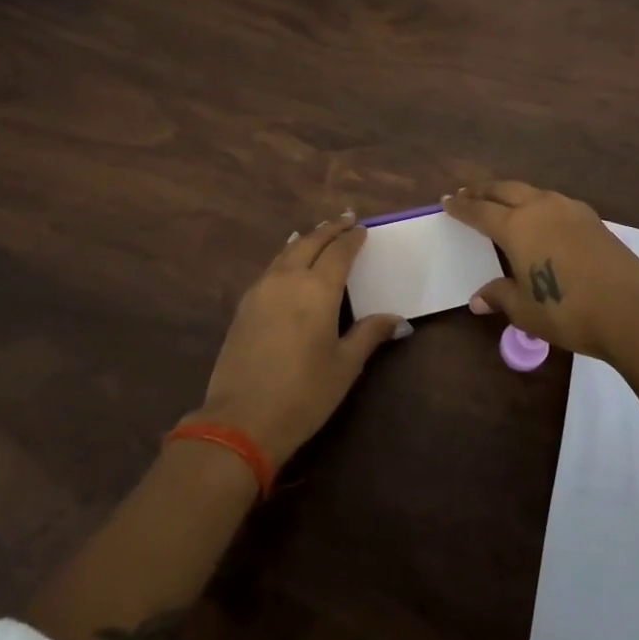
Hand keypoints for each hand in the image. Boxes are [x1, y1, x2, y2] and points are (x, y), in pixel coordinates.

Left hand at [194, 217, 403, 469]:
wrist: (240, 420)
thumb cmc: (303, 394)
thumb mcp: (344, 366)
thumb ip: (369, 334)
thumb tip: (398, 320)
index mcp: (317, 289)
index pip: (339, 252)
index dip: (352, 238)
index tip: (363, 229)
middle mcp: (287, 279)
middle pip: (310, 242)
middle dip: (329, 229)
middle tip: (345, 219)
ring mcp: (261, 289)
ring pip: (286, 251)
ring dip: (306, 239)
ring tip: (318, 232)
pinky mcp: (244, 305)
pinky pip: (270, 267)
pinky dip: (285, 256)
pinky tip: (288, 261)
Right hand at [443, 181, 638, 360]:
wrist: (631, 311)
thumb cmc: (567, 311)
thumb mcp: (524, 309)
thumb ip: (500, 296)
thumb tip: (477, 300)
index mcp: (516, 227)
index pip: (479, 211)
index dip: (461, 207)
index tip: (446, 200)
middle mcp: (540, 208)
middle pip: (504, 190)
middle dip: (483, 191)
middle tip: (467, 193)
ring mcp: (570, 210)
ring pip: (532, 192)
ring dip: (511, 193)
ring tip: (502, 200)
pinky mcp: (593, 219)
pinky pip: (555, 202)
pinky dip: (537, 203)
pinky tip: (541, 216)